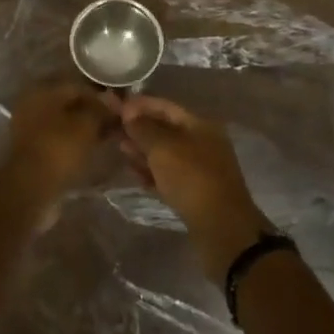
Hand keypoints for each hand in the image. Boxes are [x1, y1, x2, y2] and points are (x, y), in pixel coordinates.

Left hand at [2, 80, 120, 198]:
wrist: (31, 188)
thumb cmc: (59, 148)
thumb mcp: (86, 125)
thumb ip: (100, 109)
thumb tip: (112, 102)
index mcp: (42, 91)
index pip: (78, 86)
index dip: (101, 97)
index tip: (119, 110)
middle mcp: (32, 104)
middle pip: (69, 103)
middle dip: (92, 112)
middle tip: (114, 124)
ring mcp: (29, 127)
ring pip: (64, 122)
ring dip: (84, 128)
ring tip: (106, 137)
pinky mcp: (31, 149)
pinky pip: (58, 138)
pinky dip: (73, 142)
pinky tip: (90, 149)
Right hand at [119, 95, 269, 281]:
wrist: (221, 228)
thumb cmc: (192, 178)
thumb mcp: (163, 148)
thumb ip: (144, 128)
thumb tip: (128, 113)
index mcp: (200, 125)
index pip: (165, 107)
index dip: (140, 105)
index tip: (115, 106)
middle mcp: (202, 143)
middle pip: (165, 130)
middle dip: (139, 128)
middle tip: (112, 129)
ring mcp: (199, 169)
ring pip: (165, 154)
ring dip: (142, 150)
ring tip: (120, 149)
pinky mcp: (194, 192)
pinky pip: (168, 175)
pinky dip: (151, 172)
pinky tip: (134, 174)